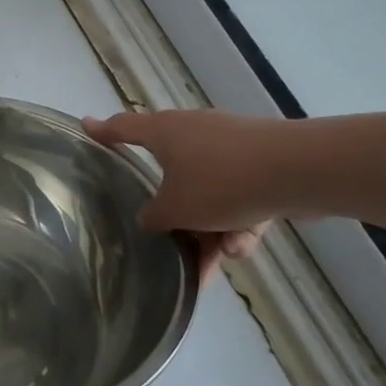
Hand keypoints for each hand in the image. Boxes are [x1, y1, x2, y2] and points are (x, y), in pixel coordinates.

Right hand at [84, 109, 282, 281]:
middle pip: (171, 174)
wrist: (299, 171)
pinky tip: (245, 245)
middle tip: (171, 242)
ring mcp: (231, 144)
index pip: (124, 129)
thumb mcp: (175, 209)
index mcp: (164, 133)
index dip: (103, 131)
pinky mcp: (262, 161)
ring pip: (209, 193)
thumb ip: (155, 217)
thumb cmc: (221, 182)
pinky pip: (239, 195)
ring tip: (220, 259)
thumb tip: (151, 218)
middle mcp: (193, 132)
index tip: (85, 126)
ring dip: (212, 228)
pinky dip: (239, 221)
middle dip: (176, 215)